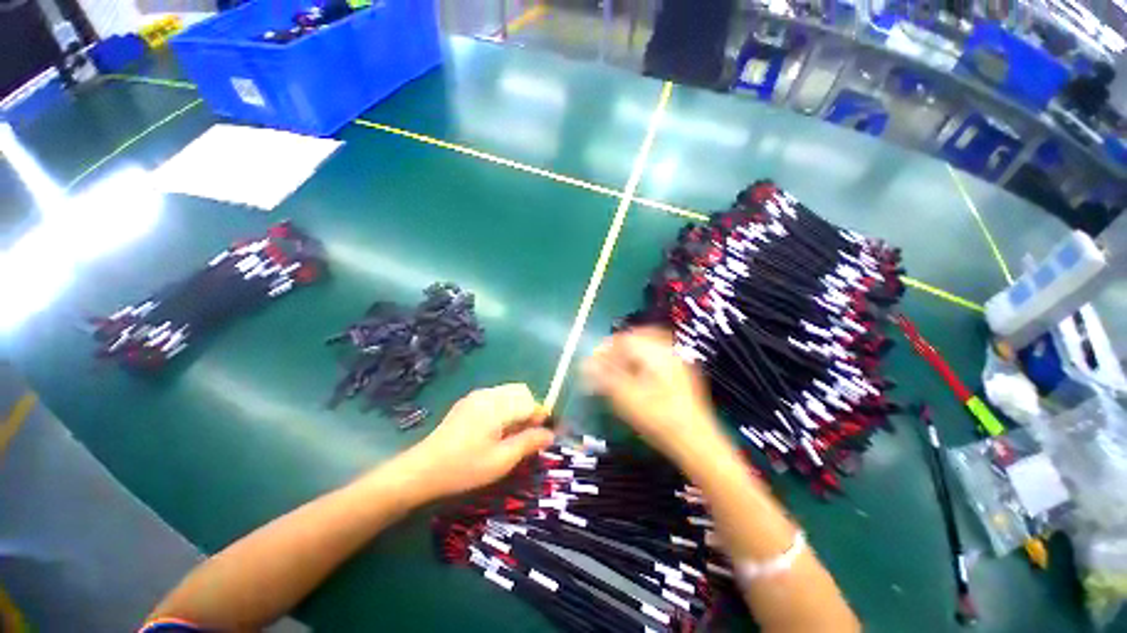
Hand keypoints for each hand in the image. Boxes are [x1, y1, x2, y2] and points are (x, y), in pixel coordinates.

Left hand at [401, 383, 554, 499]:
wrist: (422, 470)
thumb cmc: (464, 468)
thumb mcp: (501, 461)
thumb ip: (528, 443)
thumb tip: (551, 434)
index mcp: (496, 406)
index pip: (530, 402)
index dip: (540, 418)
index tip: (541, 437)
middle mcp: (488, 394)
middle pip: (521, 392)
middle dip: (529, 410)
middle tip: (524, 437)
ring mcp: (476, 395)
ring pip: (509, 393)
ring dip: (517, 409)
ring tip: (510, 435)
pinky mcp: (468, 401)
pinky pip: (496, 397)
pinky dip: (505, 408)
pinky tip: (495, 430)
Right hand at [582, 327, 722, 462]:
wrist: (696, 442)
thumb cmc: (658, 420)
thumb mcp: (626, 398)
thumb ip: (604, 377)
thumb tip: (585, 364)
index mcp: (655, 352)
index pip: (624, 339)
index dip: (605, 349)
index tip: (593, 362)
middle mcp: (668, 350)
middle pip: (636, 337)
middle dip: (618, 349)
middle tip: (605, 364)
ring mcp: (678, 360)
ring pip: (648, 345)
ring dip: (630, 354)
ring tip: (618, 369)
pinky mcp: (682, 372)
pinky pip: (658, 355)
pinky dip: (642, 360)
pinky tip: (638, 376)